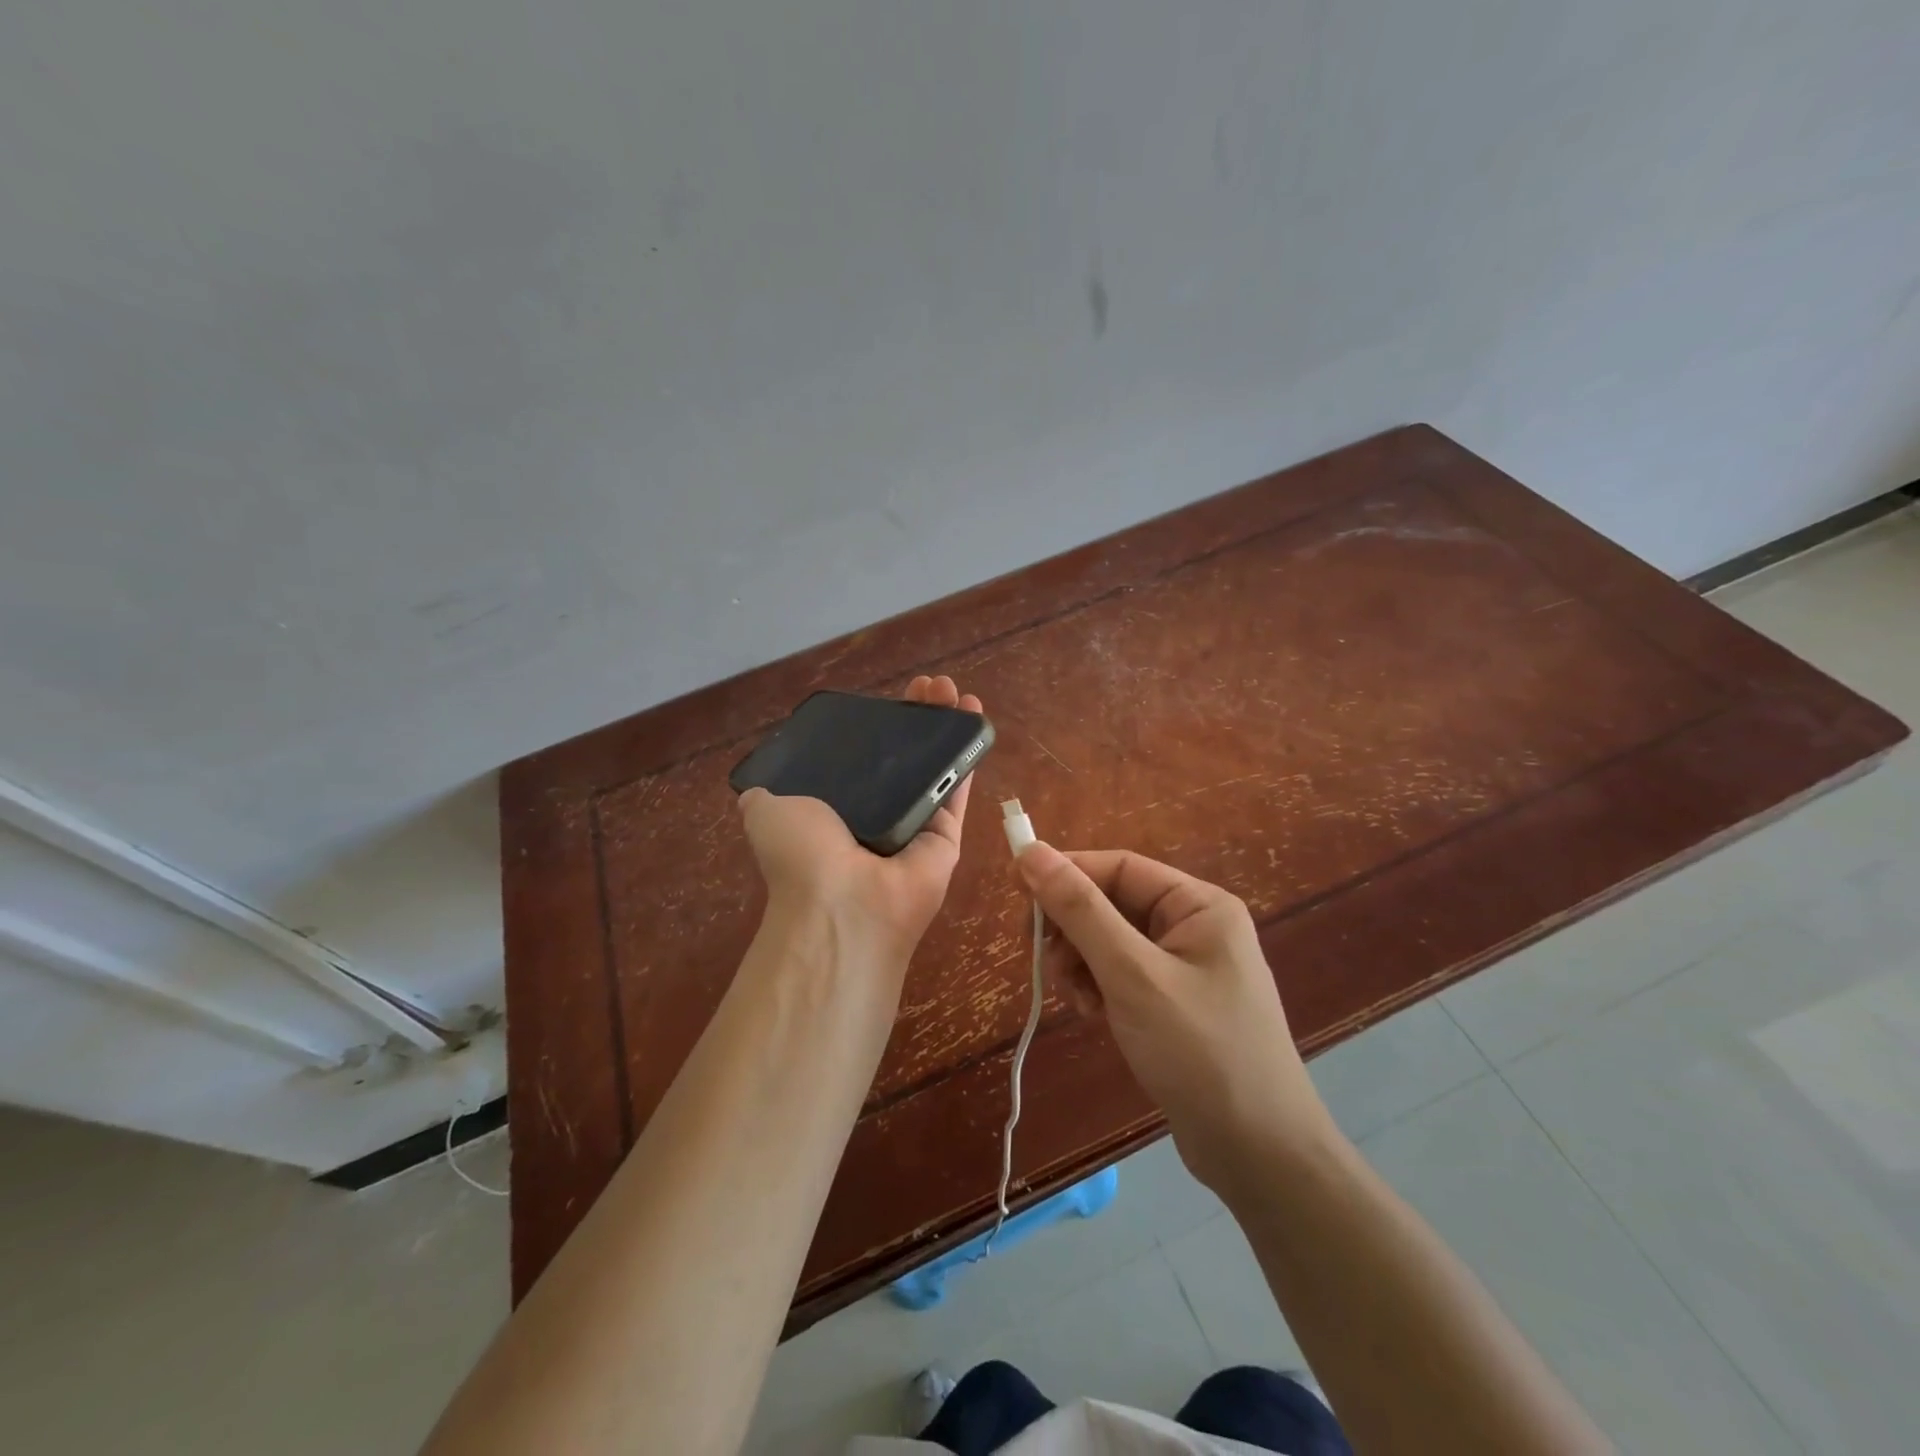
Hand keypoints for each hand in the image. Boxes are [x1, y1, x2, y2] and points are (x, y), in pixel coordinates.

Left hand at [739, 676, 980, 970]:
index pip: (863, 758)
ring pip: (935, 766)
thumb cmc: (802, 852)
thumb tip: (758, 790)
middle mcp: (877, 815)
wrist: (843, 904)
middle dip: (918, 717)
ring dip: (946, 726)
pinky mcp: (947, 835)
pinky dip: (968, 751)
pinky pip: (957, 788)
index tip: (889, 697)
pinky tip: (972, 714)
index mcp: (836, 809)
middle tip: (929, 686)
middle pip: (904, 757)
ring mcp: (915, 825)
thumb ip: (766, 795)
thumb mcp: (766, 810)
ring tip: (952, 690)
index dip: (878, 725)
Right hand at [1012, 844, 1331, 1192]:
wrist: (1259, 1156)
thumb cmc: (1199, 1051)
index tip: (1015, 889)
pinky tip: (1092, 1014)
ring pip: (1111, 942)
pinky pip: (1122, 975)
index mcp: (1199, 905)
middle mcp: (1195, 927)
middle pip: (1112, 903)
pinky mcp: (1174, 1004)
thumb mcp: (1132, 974)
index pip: (1118, 867)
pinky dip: (1098, 988)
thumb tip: (1030, 851)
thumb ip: (1080, 910)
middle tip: (1041, 956)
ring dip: (1081, 962)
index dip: (1065, 872)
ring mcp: (1186, 968)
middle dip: (1072, 928)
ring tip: (1074, 997)